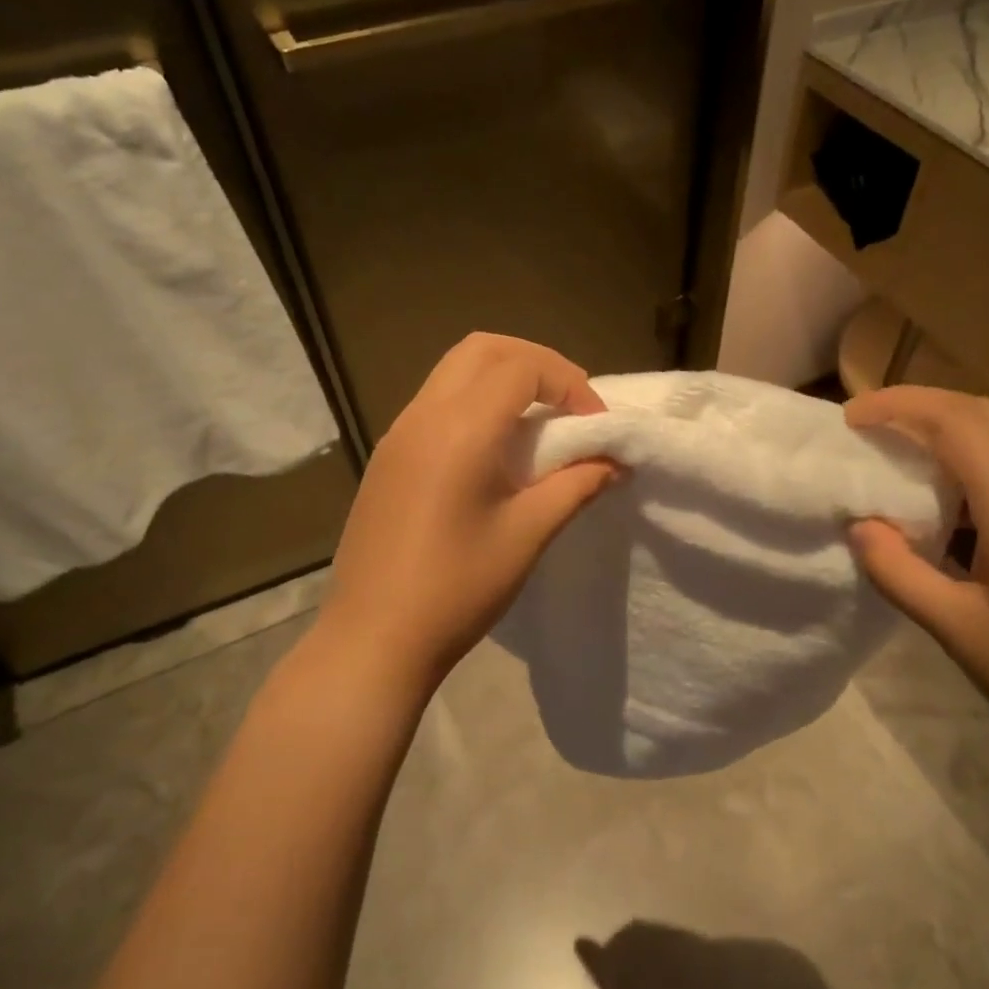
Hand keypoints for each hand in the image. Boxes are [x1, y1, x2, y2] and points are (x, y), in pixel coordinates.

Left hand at [320, 333, 619, 688]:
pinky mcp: (387, 458)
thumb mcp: (528, 534)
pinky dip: (476, 403)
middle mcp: (423, 415)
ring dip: (503, 380)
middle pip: (483, 349)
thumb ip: (576, 485)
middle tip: (570, 404)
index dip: (570, 384)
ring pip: (455, 372)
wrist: (374, 639)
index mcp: (459, 428)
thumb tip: (615, 461)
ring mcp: (398, 434)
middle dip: (535, 364)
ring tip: (539, 425)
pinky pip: (436, 403)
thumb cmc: (457, 588)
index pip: (522, 368)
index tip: (597, 426)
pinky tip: (496, 452)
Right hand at [845, 387, 988, 785]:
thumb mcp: (960, 633)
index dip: (899, 406)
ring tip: (907, 457)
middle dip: (923, 405)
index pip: (957, 422)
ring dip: (955, 429)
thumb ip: (900, 573)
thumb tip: (860, 527)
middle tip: (872, 426)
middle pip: (988, 414)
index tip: (851, 418)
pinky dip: (983, 460)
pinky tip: (961, 506)